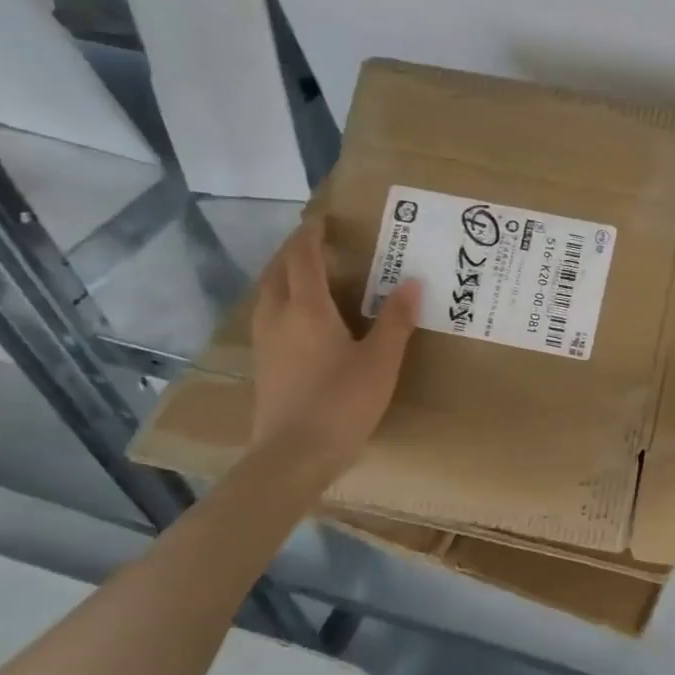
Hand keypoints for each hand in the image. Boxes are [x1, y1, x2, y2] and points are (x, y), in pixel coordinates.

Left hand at [250, 218, 420, 473]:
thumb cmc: (342, 403)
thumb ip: (396, 320)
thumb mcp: (380, 362)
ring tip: (306, 271)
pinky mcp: (263, 363)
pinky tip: (299, 314)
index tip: (322, 219)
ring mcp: (265, 341)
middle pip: (277, 270)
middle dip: (293, 250)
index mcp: (306, 309)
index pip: (303, 257)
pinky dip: (280, 297)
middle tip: (316, 241)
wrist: (293, 455)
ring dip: (283, 273)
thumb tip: (412, 282)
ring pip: (267, 292)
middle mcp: (278, 316)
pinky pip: (267, 314)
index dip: (311, 234)